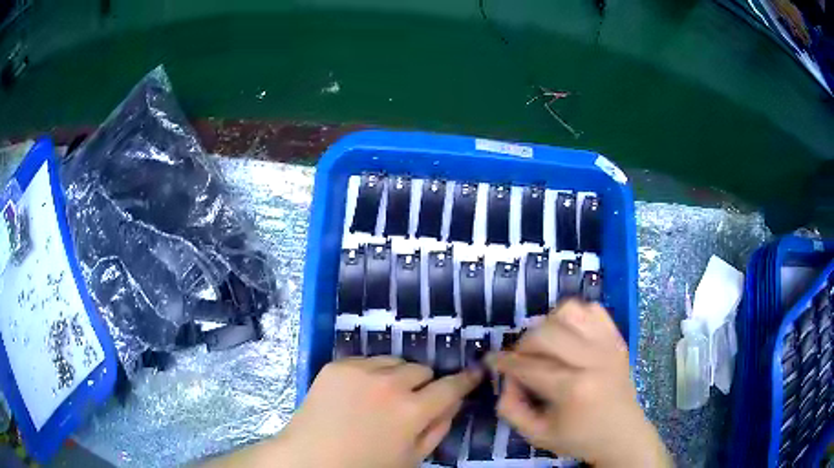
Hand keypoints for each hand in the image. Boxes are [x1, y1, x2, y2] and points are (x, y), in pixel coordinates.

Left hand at [208, 356, 482, 467]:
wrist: (310, 458)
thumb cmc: (365, 466)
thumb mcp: (412, 458)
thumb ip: (438, 429)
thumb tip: (453, 403)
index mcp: (412, 411)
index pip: (451, 386)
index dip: (465, 380)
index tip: (474, 373)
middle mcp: (389, 383)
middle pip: (422, 369)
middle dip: (423, 384)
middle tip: (410, 402)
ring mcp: (360, 370)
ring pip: (395, 361)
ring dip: (397, 376)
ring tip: (381, 396)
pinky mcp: (337, 365)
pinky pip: (367, 360)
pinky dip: (370, 373)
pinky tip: (358, 393)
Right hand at [490, 300, 670, 466]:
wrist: (622, 434)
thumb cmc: (579, 438)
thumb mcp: (537, 435)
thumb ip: (511, 408)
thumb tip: (505, 379)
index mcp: (574, 389)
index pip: (529, 365)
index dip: (504, 362)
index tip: (492, 360)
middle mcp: (593, 359)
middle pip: (545, 333)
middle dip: (523, 343)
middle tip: (520, 358)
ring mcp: (608, 344)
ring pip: (569, 311)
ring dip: (549, 324)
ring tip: (546, 344)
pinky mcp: (617, 338)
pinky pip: (592, 309)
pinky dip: (575, 316)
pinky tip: (569, 335)